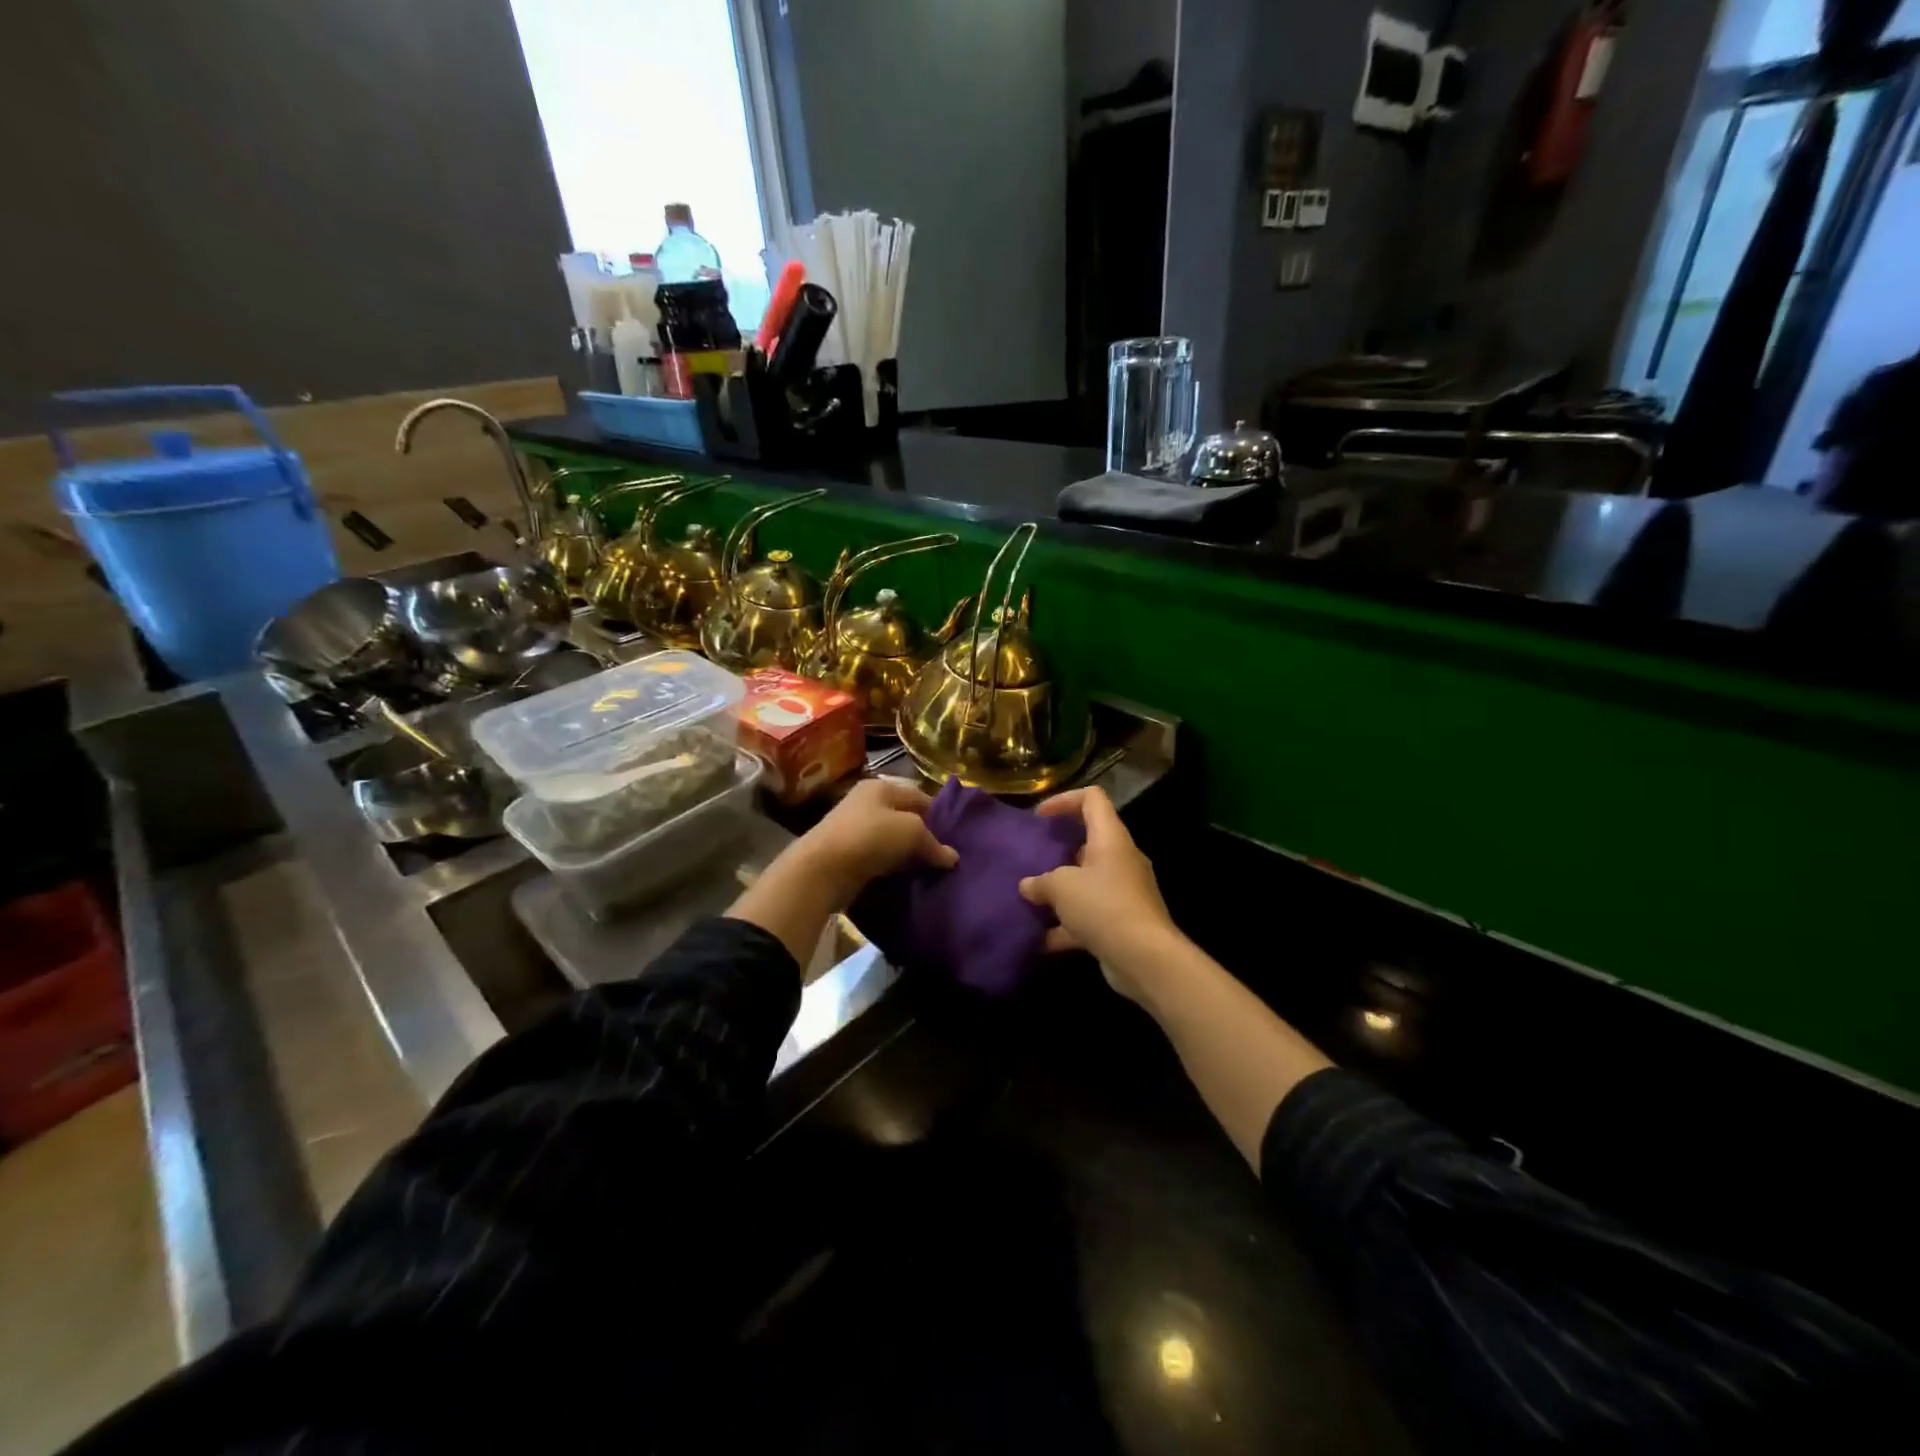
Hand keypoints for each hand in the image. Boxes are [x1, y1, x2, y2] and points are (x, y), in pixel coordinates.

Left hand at [795, 778, 957, 901]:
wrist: (822, 870)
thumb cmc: (870, 837)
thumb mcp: (911, 832)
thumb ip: (934, 843)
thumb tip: (952, 857)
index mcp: (881, 786)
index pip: (920, 796)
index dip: (939, 815)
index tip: (956, 838)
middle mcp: (866, 802)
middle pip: (905, 817)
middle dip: (924, 836)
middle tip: (944, 857)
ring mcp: (854, 828)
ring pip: (892, 840)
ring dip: (908, 855)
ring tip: (928, 871)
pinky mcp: (847, 854)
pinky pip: (878, 858)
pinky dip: (892, 867)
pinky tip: (905, 879)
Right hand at [1017, 786, 1179, 996]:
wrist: (1145, 958)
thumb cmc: (1103, 906)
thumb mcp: (1061, 887)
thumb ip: (1040, 882)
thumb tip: (1028, 886)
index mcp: (1110, 838)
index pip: (1092, 799)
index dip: (1064, 800)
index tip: (1039, 817)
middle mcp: (1120, 859)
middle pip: (1089, 841)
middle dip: (1058, 850)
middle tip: (1032, 859)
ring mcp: (1123, 892)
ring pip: (1087, 882)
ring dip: (1061, 891)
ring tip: (1032, 899)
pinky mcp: (1122, 922)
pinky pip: (1090, 915)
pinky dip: (1067, 925)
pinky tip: (1041, 939)